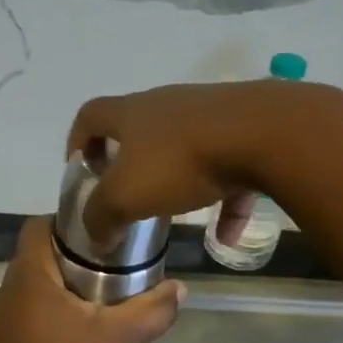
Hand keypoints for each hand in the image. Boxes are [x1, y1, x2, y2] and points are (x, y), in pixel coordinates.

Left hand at [0, 218, 184, 342]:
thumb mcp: (117, 340)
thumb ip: (151, 311)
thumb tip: (181, 288)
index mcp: (29, 276)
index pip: (38, 226)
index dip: (67, 224)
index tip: (100, 237)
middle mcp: (6, 291)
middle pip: (37, 258)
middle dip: (71, 261)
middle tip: (109, 273)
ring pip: (31, 290)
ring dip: (59, 292)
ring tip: (94, 308)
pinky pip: (23, 318)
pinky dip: (46, 319)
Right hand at [67, 79, 314, 247]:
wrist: (263, 134)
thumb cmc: (180, 161)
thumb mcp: (126, 196)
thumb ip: (102, 216)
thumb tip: (95, 234)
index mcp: (132, 114)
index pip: (91, 115)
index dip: (78, 141)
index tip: (81, 170)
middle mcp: (167, 106)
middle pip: (139, 130)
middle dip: (129, 164)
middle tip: (127, 196)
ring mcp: (209, 115)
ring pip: (184, 151)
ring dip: (177, 184)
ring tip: (175, 218)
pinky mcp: (246, 131)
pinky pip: (228, 170)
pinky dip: (224, 201)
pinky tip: (227, 236)